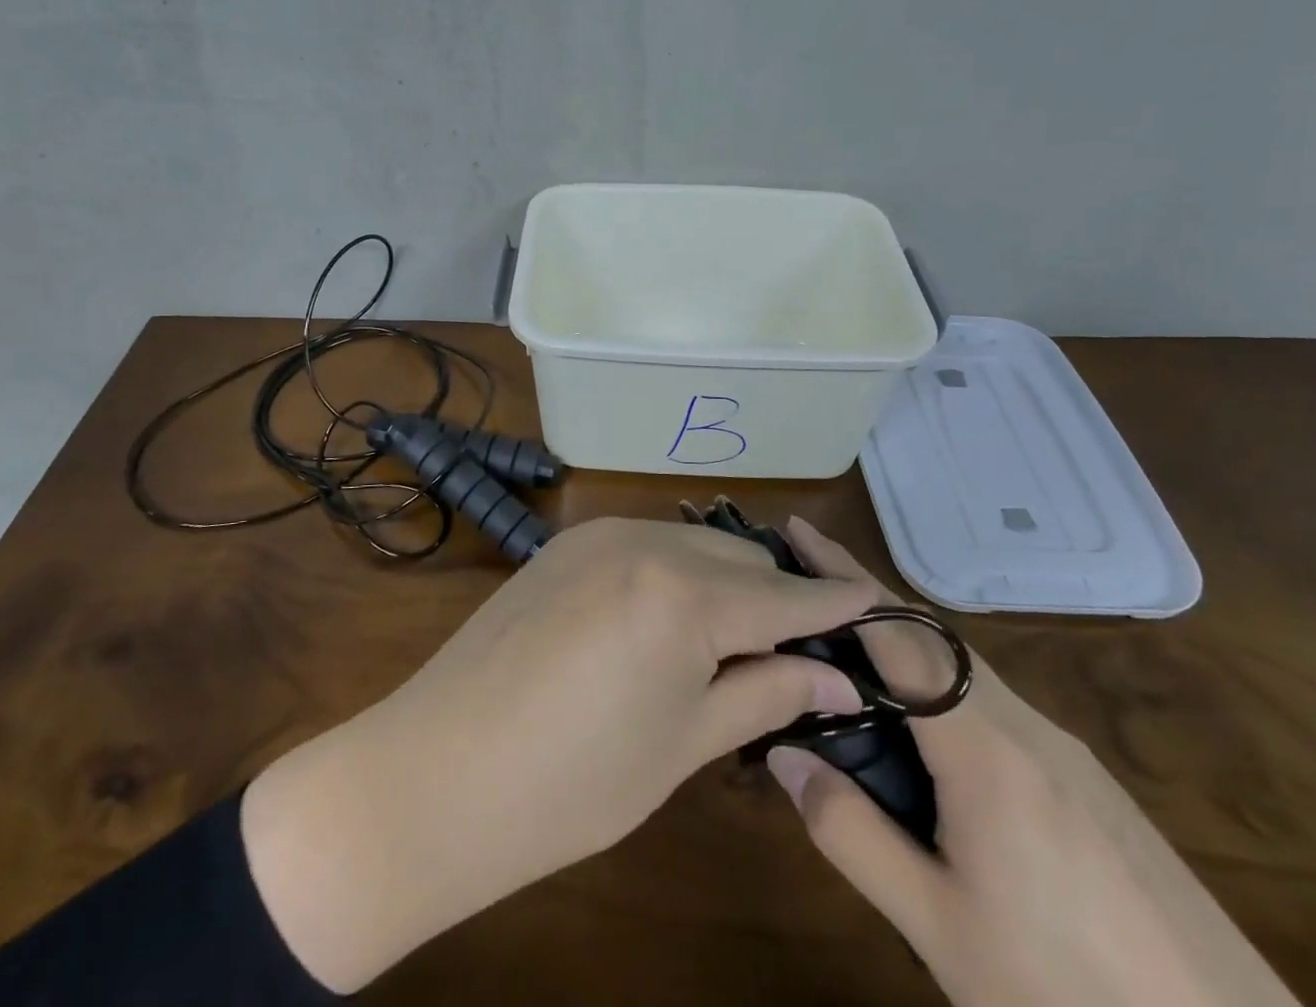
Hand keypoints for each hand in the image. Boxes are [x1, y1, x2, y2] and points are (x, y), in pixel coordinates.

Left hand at [239, 514, 876, 991]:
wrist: (440, 770)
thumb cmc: (573, 783)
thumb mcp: (684, 743)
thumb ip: (766, 693)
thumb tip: (840, 679)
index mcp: (681, 593)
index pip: (780, 595)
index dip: (831, 602)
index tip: (875, 603)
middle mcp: (642, 541)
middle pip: (736, 558)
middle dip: (776, 592)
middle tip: (807, 638)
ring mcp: (596, 534)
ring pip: (690, 543)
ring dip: (725, 577)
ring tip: (745, 628)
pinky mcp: (565, 543)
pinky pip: (644, 544)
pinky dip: (676, 569)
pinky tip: (676, 610)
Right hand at [767, 518, 1299, 1006]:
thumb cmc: (1067, 989)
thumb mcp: (939, 926)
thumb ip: (851, 833)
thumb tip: (782, 752)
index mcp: (981, 745)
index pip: (894, 632)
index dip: (841, 576)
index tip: (797, 530)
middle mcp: (1024, 723)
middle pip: (927, 636)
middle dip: (861, 598)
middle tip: (803, 582)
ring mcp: (1064, 748)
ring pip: (962, 668)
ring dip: (899, 641)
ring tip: (846, 646)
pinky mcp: (1089, 779)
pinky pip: (994, 702)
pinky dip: (938, 681)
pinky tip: (923, 723)